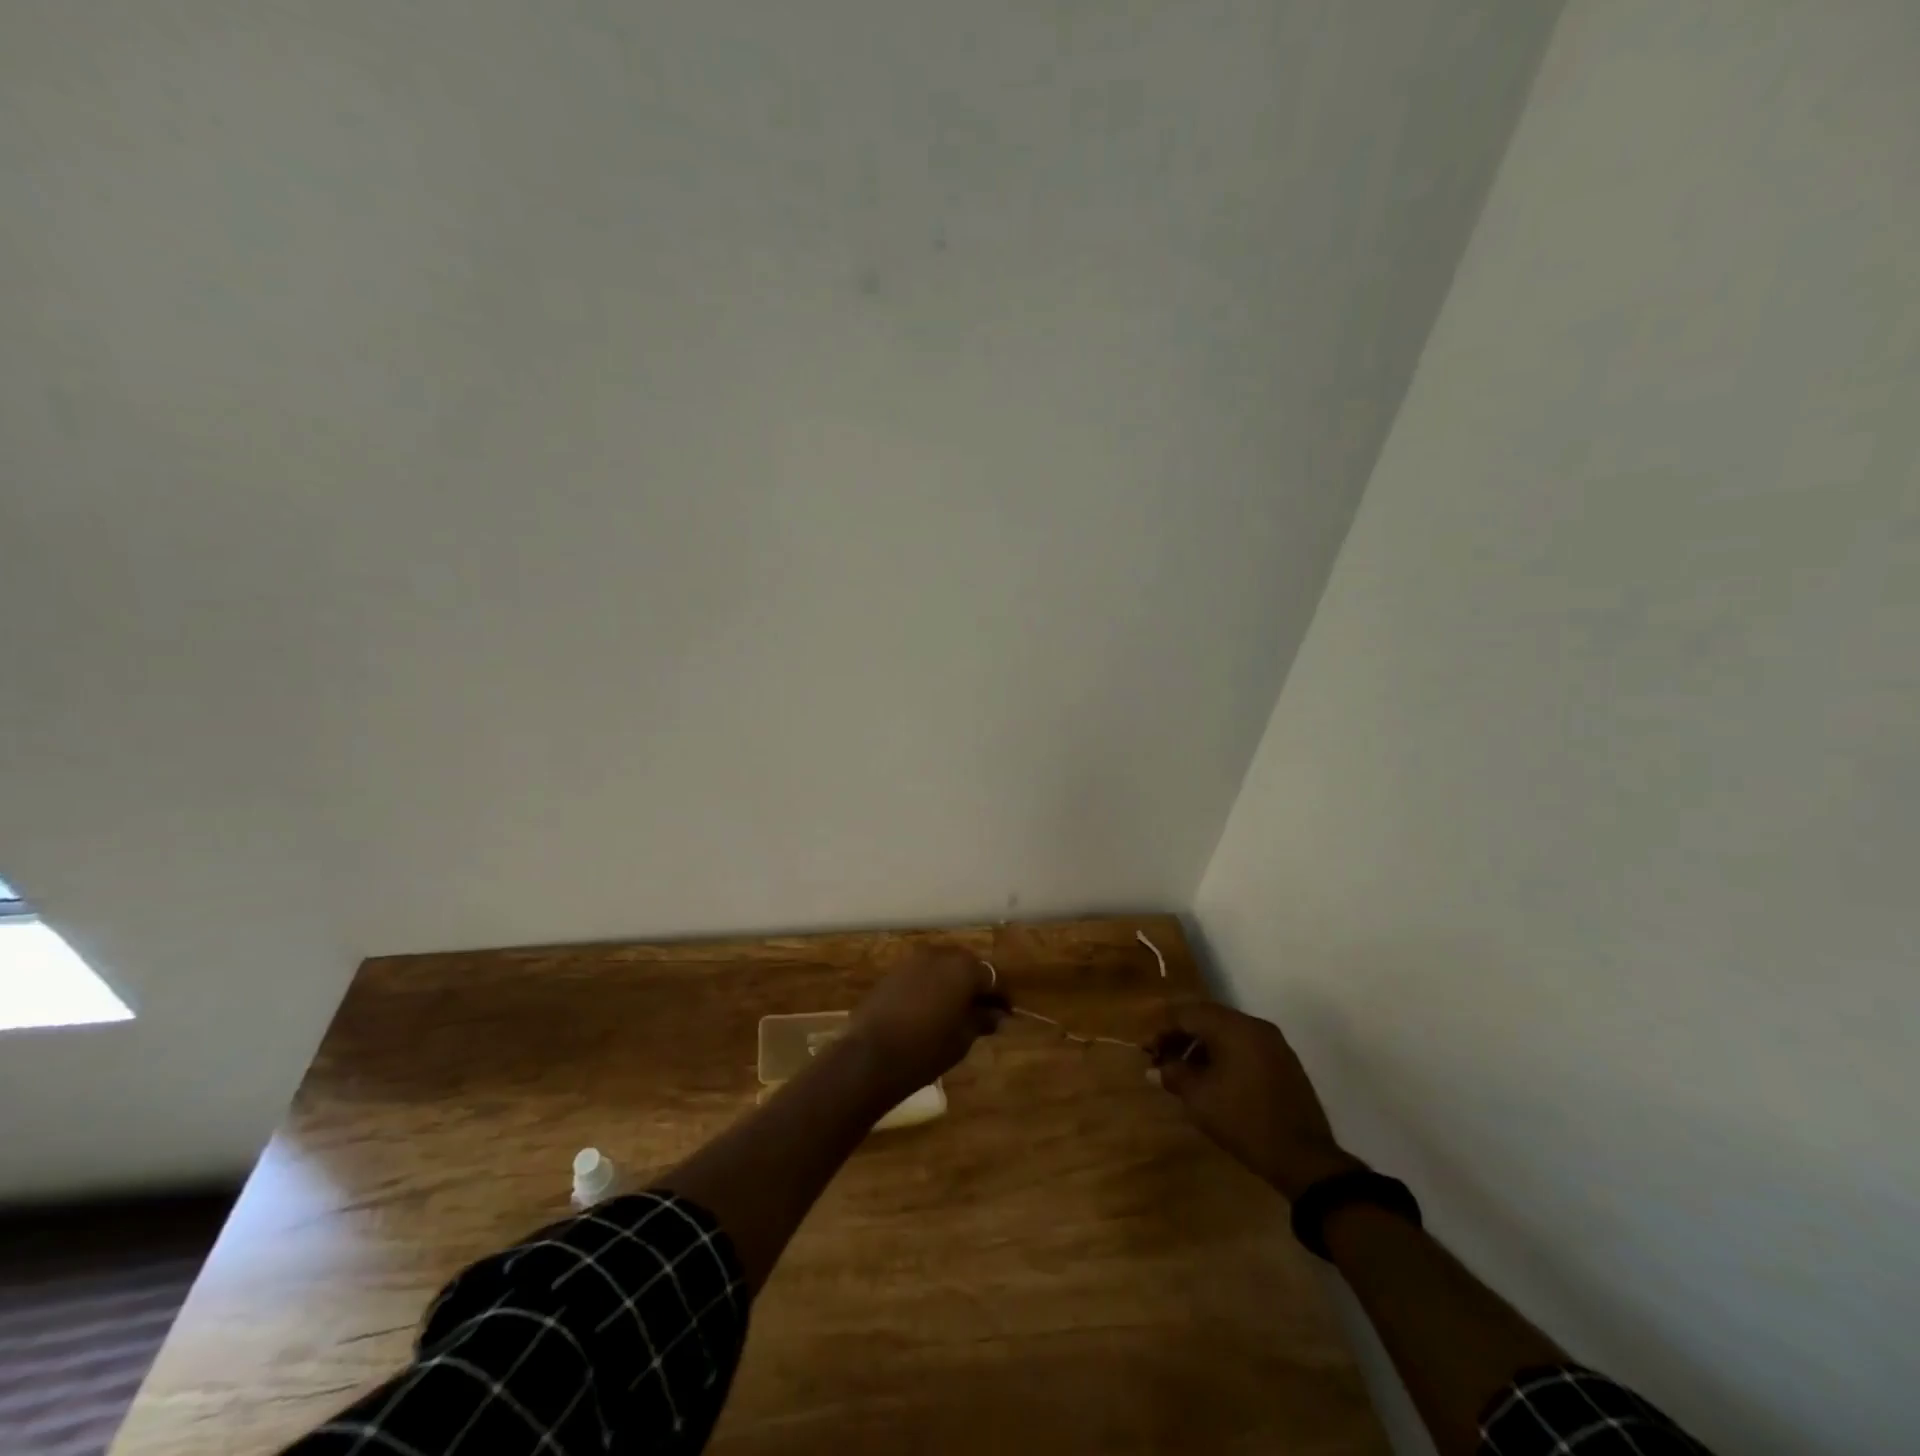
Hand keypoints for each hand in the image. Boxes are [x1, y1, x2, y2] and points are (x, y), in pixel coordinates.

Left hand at [844, 949, 1004, 1099]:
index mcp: (964, 968)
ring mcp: (914, 960)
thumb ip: (981, 1020)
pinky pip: (923, 973)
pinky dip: (932, 984)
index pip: (993, 978)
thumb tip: (996, 1015)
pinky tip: (932, 1007)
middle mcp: (941, 954)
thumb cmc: (926, 1049)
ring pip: (943, 967)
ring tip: (957, 1010)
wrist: (871, 1055)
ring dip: (953, 983)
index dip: (1001, 997)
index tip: (1006, 1015)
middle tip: (983, 1011)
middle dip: (977, 985)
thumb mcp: (962, 1039)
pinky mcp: (894, 970)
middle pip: (968, 966)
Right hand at [1150, 1003, 1361, 1199]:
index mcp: (1234, 1027)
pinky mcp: (1284, 1064)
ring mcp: (1274, 1044)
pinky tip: (1212, 1081)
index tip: (1146, 1050)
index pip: (1188, 1013)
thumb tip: (1154, 1069)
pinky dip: (1223, 1056)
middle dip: (1180, 1036)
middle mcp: (1255, 1026)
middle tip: (1161, 1059)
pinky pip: (1244, 1047)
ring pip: (1227, 1033)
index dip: (1162, 1028)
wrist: (1305, 1159)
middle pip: (1208, 1018)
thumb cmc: (1245, 1121)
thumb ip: (1174, 1075)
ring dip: (1201, 1047)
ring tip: (1184, 1074)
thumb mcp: (1200, 1099)